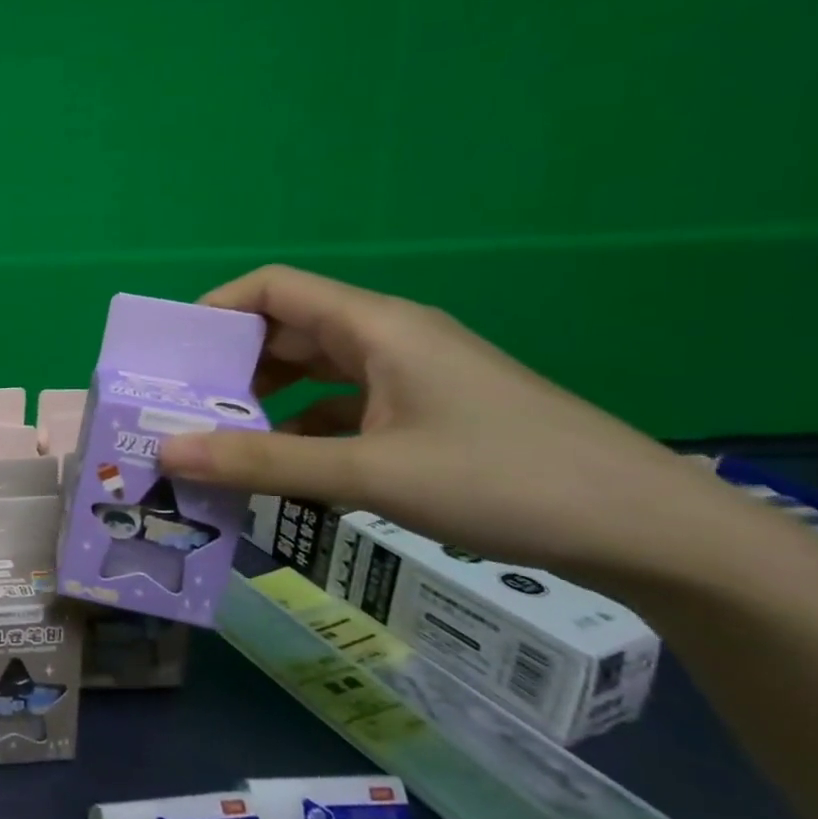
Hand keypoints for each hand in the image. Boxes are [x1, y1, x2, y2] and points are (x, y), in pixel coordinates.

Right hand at [157, 266, 720, 577]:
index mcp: (375, 327)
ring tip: (218, 438)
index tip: (171, 354)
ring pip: (314, 372)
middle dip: (230, 364)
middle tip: (182, 406)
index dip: (215, 308)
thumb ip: (263, 463)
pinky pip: (343, 407)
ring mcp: (409, 377)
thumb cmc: (502, 480)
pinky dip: (304, 428)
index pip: (274, 288)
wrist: (649, 531)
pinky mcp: (425, 413)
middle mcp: (388, 339)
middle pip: (288, 330)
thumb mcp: (369, 474)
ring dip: (266, 399)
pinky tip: (285, 467)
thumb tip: (168, 454)